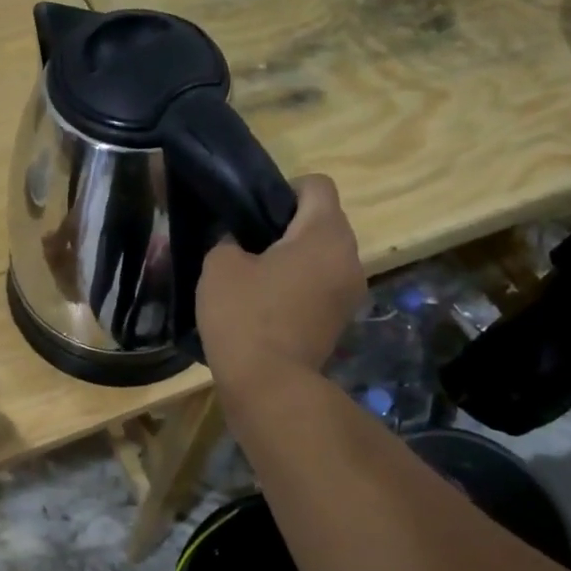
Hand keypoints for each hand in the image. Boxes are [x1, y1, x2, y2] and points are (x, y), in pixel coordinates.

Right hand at [196, 174, 363, 387]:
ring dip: (297, 257)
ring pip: (325, 255)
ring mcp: (350, 292)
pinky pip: (323, 283)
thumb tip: (238, 241)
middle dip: (290, 224)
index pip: (318, 185)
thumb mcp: (220, 265)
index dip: (285, 188)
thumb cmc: (245, 315)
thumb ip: (229, 239)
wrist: (269, 385)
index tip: (254, 211)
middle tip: (249, 242)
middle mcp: (350, 257)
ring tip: (257, 274)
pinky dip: (302, 284)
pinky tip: (269, 302)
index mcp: (325, 234)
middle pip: (324, 220)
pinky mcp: (341, 319)